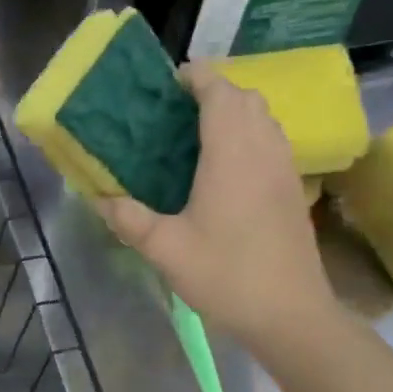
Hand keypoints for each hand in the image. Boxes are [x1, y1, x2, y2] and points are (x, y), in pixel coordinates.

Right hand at [97, 62, 336, 348]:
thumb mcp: (165, 249)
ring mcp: (284, 168)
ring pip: (263, 119)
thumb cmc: (226, 274)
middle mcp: (263, 149)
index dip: (196, 78)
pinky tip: (224, 169)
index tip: (169, 83)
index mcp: (232, 153)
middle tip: (176, 113)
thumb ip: (129, 219)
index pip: (219, 91)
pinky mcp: (293, 189)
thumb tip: (99, 198)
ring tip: (197, 135)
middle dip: (214, 92)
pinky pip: (271, 142)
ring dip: (234, 113)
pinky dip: (248, 136)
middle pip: (245, 98)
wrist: (289, 313)